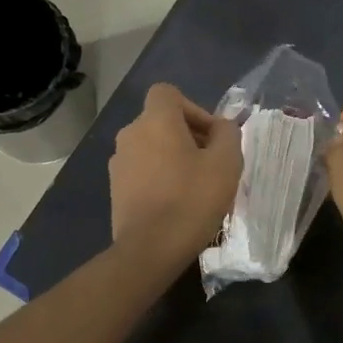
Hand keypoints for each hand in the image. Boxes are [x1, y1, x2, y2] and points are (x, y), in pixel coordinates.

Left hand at [109, 83, 242, 267]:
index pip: (168, 93)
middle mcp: (130, 134)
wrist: (150, 249)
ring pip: (152, 148)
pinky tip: (177, 204)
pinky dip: (159, 178)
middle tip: (211, 164)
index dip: (193, 108)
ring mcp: (118, 163)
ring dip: (174, 159)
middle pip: (161, 122)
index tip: (211, 136)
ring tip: (196, 187)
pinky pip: (143, 171)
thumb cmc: (191, 199)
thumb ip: (228, 134)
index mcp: (155, 120)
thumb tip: (221, 127)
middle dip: (188, 136)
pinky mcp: (115, 189)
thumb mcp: (226, 163)